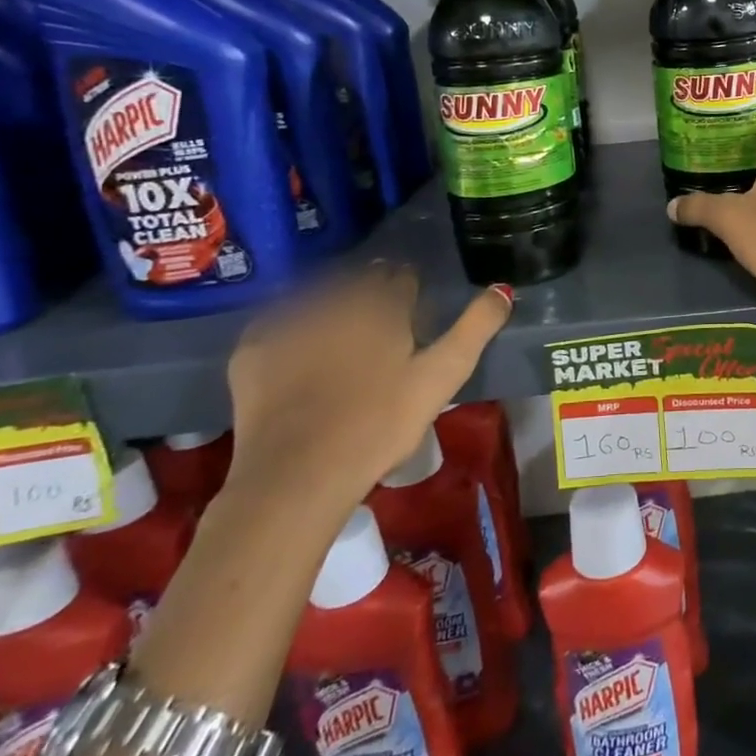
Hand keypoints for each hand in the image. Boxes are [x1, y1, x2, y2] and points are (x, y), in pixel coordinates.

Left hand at [223, 265, 512, 515]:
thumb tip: (503, 289)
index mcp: (381, 305)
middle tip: (378, 320)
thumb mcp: (442, 378)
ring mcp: (288, 323)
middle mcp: (333, 300)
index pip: (400, 278)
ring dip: (332, 303)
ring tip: (340, 332)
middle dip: (371, 291)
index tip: (412, 307)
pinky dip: (290, 327)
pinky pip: (276, 323)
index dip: (408, 290)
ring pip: (317, 296)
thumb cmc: (381, 424)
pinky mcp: (252, 351)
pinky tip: (297, 348)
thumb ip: (475, 329)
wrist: (297, 476)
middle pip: (358, 281)